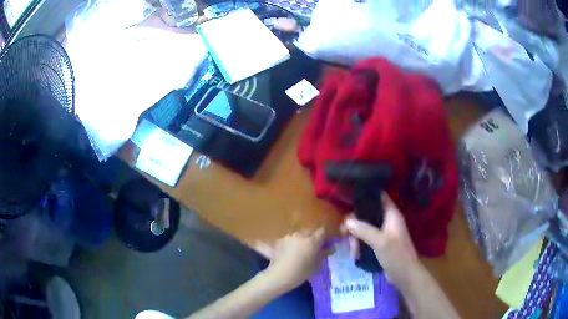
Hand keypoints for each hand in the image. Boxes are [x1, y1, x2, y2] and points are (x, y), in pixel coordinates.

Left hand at [264, 228, 328, 292]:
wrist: (280, 275)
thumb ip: (325, 253)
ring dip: (302, 239)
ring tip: (301, 249)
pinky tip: (291, 251)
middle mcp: (301, 234)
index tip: (325, 243)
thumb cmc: (302, 272)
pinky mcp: (280, 240)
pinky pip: (290, 238)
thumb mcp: (317, 265)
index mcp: (312, 240)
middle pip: (310, 231)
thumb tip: (332, 247)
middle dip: (313, 237)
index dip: (325, 236)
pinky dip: (293, 242)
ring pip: (299, 234)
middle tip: (313, 247)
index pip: (322, 231)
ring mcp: (289, 236)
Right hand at [344, 193, 418, 288]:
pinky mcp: (380, 244)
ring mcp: (384, 233)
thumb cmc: (396, 255)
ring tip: (353, 252)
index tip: (350, 203)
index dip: (366, 197)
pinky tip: (356, 255)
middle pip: (367, 214)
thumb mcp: (380, 241)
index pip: (379, 197)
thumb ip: (364, 230)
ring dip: (356, 239)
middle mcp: (387, 221)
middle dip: (355, 225)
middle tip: (344, 234)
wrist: (405, 275)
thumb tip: (347, 221)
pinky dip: (360, 245)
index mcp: (391, 214)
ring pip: (364, 228)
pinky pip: (366, 239)